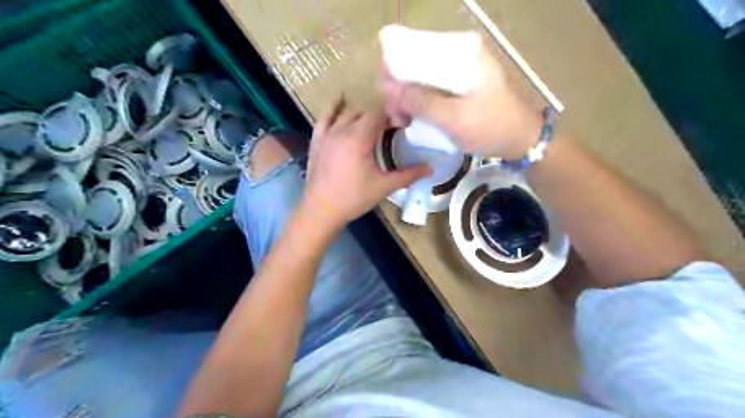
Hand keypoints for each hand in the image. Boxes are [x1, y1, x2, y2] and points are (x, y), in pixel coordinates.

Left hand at [301, 97, 430, 228]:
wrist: (321, 210)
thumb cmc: (354, 198)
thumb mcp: (384, 186)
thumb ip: (408, 175)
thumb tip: (430, 169)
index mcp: (358, 138)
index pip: (378, 114)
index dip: (393, 116)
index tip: (404, 126)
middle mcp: (341, 130)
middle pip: (363, 112)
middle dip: (379, 117)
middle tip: (391, 130)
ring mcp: (326, 134)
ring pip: (345, 113)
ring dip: (360, 115)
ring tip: (371, 124)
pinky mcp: (316, 141)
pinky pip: (324, 118)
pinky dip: (333, 110)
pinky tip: (339, 106)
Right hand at [383, 49, 541, 159]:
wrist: (521, 139)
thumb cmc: (492, 128)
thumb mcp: (455, 118)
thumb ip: (422, 102)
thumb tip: (389, 88)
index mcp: (462, 52)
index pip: (417, 47)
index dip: (395, 68)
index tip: (387, 94)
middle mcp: (459, 53)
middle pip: (416, 63)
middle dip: (400, 88)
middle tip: (395, 114)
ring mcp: (458, 69)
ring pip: (421, 78)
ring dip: (407, 98)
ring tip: (402, 121)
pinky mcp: (458, 85)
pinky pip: (430, 89)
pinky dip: (418, 103)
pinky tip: (411, 118)